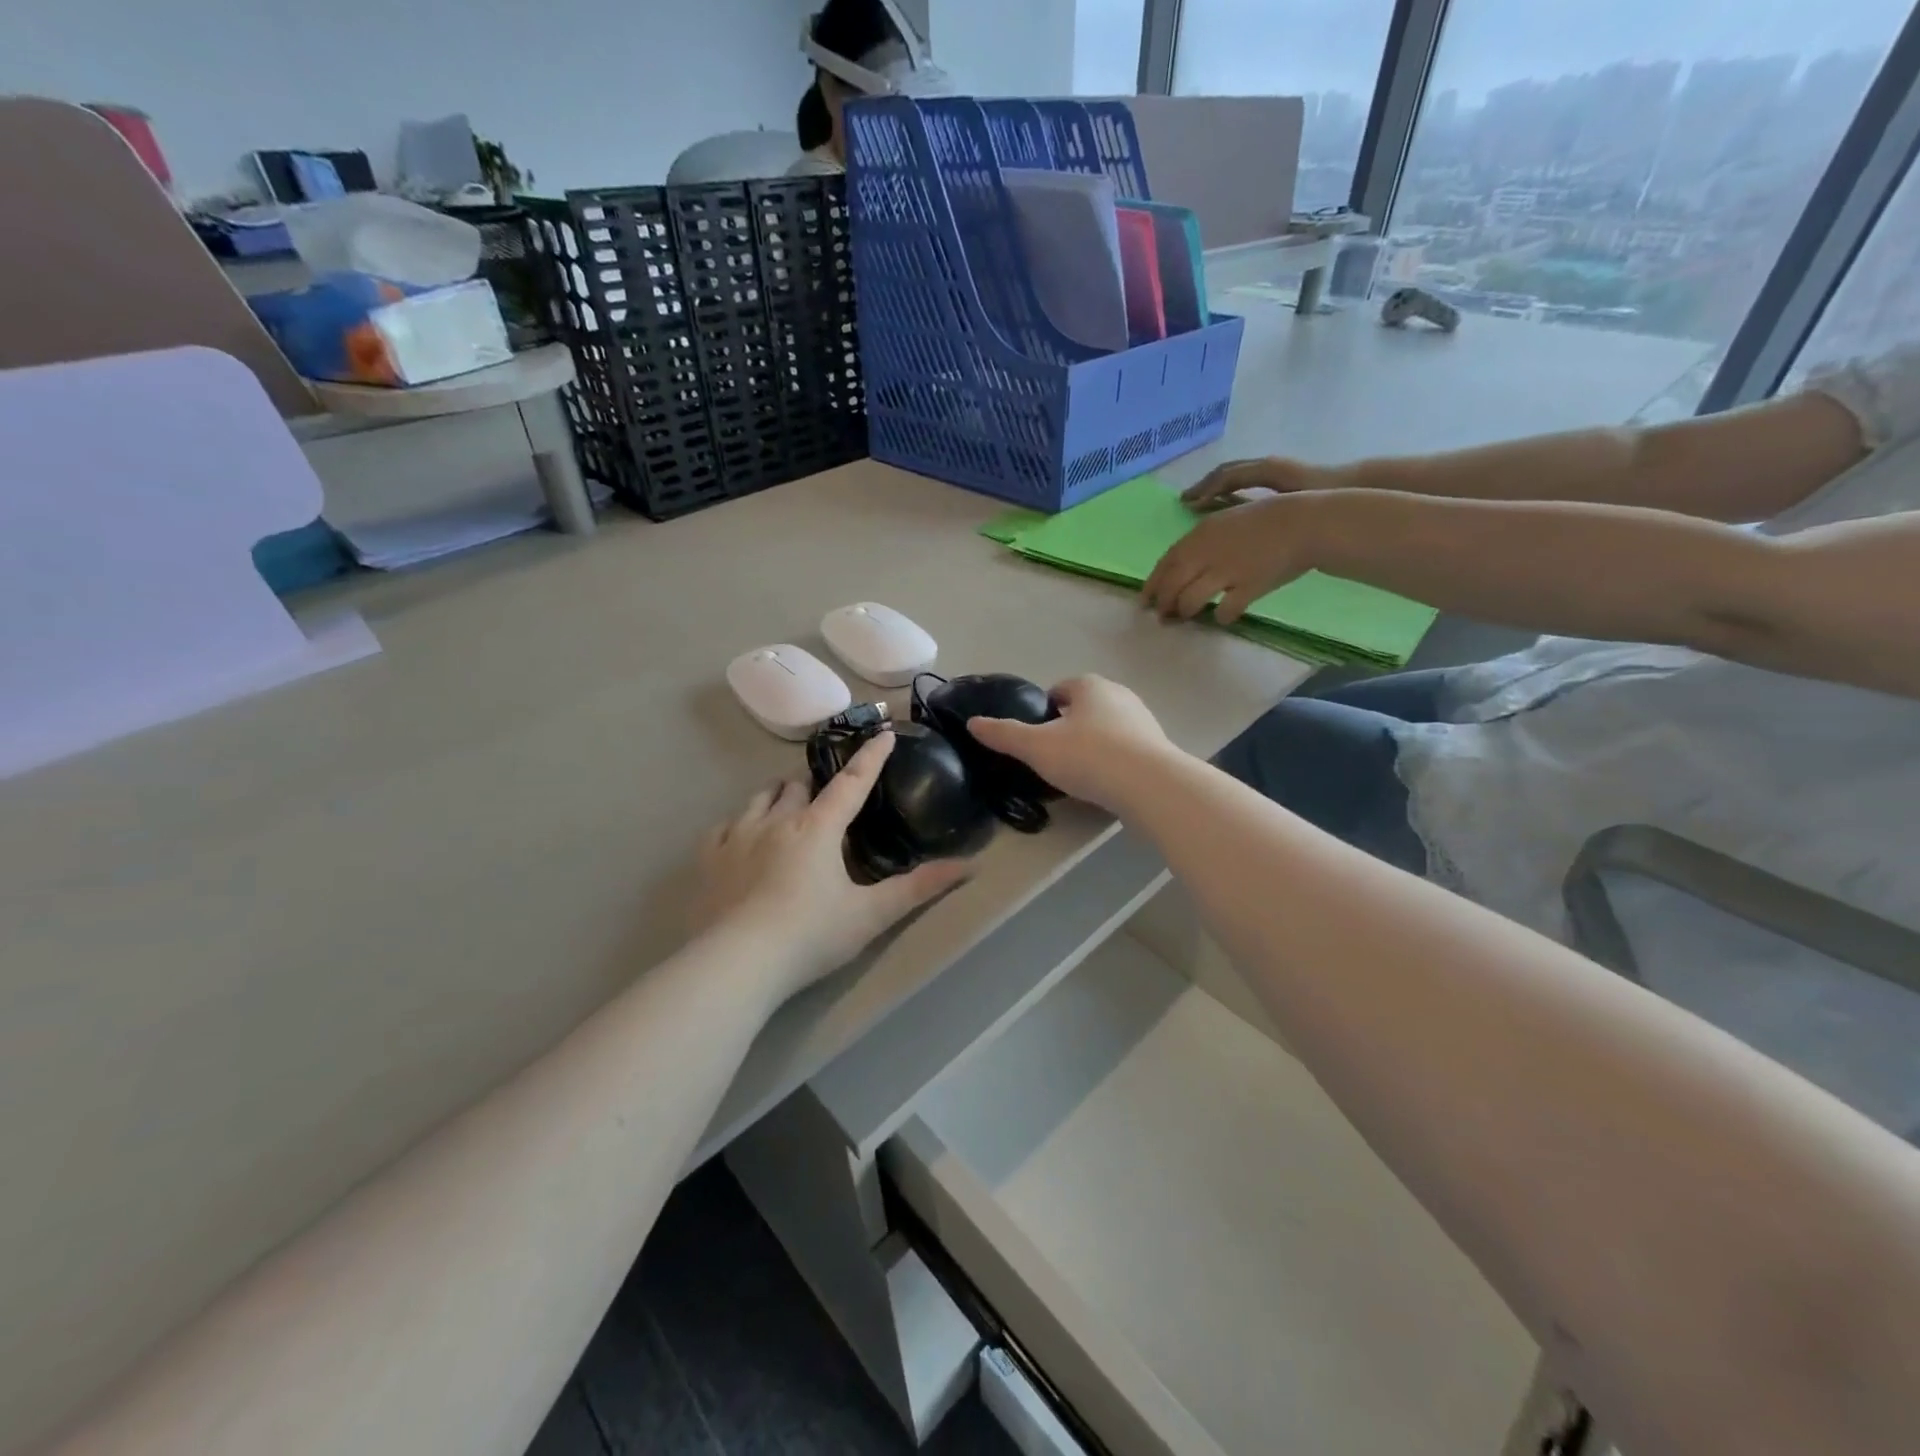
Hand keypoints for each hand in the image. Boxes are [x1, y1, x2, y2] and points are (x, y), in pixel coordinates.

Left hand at [690, 734, 970, 1001]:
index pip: (852, 782)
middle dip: (814, 784)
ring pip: (760, 798)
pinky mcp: (709, 858)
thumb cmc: (811, 936)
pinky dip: (739, 825)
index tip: (885, 732)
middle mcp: (777, 821)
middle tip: (825, 796)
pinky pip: (723, 826)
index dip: (871, 756)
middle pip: (798, 785)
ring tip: (785, 808)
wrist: (737, 964)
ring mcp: (737, 836)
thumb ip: (920, 888)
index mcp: (818, 828)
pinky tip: (741, 838)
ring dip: (777, 797)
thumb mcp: (872, 914)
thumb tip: (970, 865)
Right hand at [968, 676, 1175, 813]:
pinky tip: (1103, 783)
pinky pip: (1125, 749)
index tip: (1034, 736)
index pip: (1059, 690)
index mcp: (1089, 686)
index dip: (1043, 710)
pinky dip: (1112, 761)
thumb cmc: (1088, 756)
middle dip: (1068, 727)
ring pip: (1106, 728)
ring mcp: (1143, 720)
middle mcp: (1119, 694)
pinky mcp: (1157, 747)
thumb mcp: (1036, 747)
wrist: (1150, 785)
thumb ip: (1004, 734)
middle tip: (1051, 756)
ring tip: (1077, 773)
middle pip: (1084, 708)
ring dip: (1091, 744)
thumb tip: (972, 723)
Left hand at [1143, 486, 1328, 623]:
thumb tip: (1179, 567)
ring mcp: (1227, 571)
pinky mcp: (1249, 587)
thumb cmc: (1264, 521)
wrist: (1304, 523)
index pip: (1165, 565)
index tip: (1144, 601)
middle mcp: (1207, 553)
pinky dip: (1220, 617)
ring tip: (1189, 616)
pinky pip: (1225, 611)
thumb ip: (1200, 543)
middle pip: (1172, 586)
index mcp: (1199, 535)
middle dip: (1163, 605)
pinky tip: (1222, 617)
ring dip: (1185, 612)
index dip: (1152, 586)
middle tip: (1162, 617)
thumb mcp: (1224, 521)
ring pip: (1190, 601)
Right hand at [1179, 455, 1343, 511]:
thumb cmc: (1321, 494)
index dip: (1205, 488)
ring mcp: (1272, 472)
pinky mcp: (1278, 481)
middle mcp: (1265, 466)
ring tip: (1198, 505)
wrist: (1356, 488)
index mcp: (1265, 469)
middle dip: (1204, 486)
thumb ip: (1251, 503)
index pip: (1226, 476)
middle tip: (1185, 502)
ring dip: (1215, 488)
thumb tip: (1220, 509)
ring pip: (1235, 477)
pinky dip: (1229, 493)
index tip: (1187, 503)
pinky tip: (1223, 509)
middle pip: (1226, 473)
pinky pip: (1245, 484)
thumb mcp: (1285, 499)